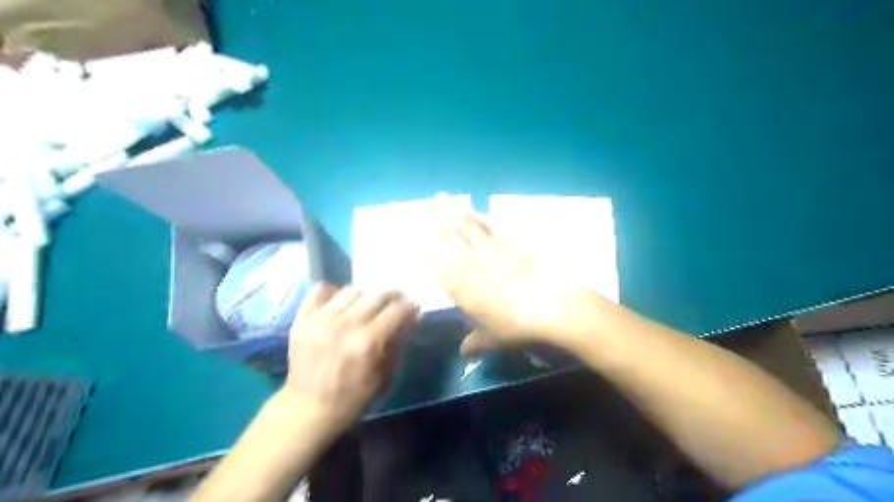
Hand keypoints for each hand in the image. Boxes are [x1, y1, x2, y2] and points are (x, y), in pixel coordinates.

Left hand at [284, 285, 417, 429]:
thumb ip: (397, 344)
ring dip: (364, 297)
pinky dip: (333, 292)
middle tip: (394, 304)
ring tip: (365, 306)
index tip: (413, 308)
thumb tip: (411, 318)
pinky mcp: (303, 319)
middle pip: (377, 295)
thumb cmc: (351, 399)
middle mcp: (346, 323)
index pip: (398, 310)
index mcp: (368, 341)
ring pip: (351, 290)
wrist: (307, 410)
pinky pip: (320, 290)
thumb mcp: (384, 377)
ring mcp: (322, 318)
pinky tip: (339, 303)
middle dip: (392, 297)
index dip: (410, 307)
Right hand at [428, 195, 590, 355]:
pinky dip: (482, 216)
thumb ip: (475, 342)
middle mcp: (471, 260)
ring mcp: (492, 248)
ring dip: (454, 210)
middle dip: (434, 218)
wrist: (552, 306)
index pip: (435, 264)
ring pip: (468, 224)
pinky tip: (477, 209)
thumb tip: (464, 352)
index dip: (424, 254)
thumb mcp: (492, 338)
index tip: (414, 246)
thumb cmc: (515, 326)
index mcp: (460, 283)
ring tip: (443, 197)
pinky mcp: (513, 242)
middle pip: (449, 235)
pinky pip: (492, 225)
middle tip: (423, 203)